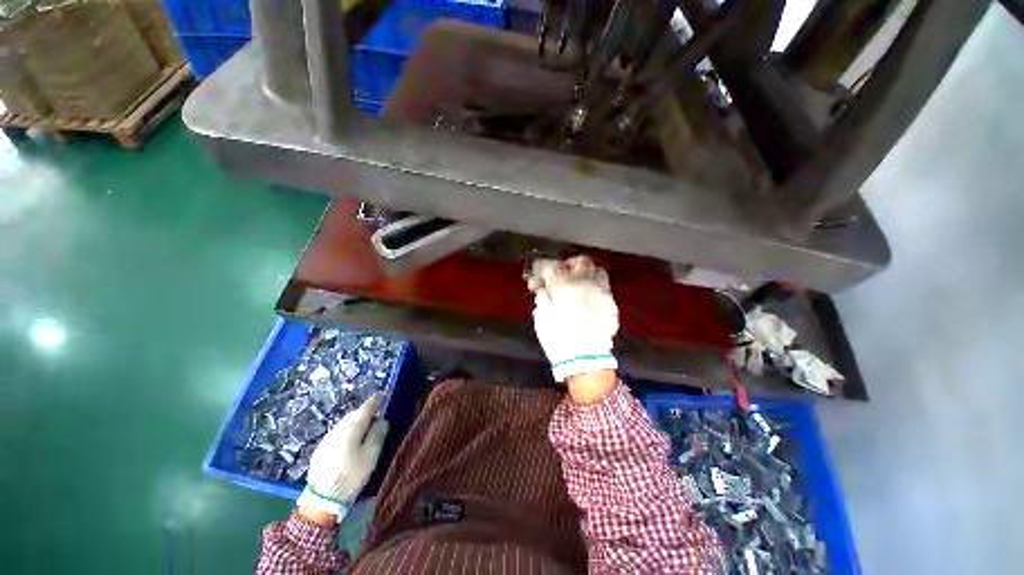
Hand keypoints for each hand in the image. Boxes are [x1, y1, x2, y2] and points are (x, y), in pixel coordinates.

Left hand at [296, 394, 388, 522]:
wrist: (321, 499)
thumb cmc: (351, 475)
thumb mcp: (370, 455)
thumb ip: (377, 435)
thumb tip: (383, 420)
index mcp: (352, 427)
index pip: (365, 408)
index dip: (375, 401)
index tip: (382, 395)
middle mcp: (338, 429)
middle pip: (353, 415)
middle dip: (365, 412)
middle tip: (377, 414)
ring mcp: (327, 439)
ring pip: (344, 424)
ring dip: (355, 422)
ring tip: (366, 428)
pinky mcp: (321, 450)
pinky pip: (338, 434)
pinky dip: (347, 432)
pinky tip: (351, 442)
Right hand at [527, 256, 619, 392]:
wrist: (585, 359)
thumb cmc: (558, 338)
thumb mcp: (542, 317)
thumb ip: (543, 296)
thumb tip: (543, 287)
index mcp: (565, 286)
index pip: (552, 267)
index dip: (542, 268)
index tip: (538, 275)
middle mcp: (586, 284)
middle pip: (580, 261)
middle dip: (568, 264)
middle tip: (560, 272)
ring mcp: (602, 293)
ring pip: (597, 270)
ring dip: (586, 272)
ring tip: (578, 281)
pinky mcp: (611, 304)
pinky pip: (605, 287)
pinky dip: (594, 287)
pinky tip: (588, 297)